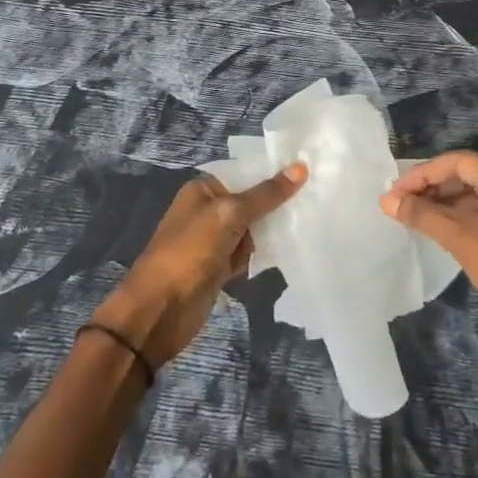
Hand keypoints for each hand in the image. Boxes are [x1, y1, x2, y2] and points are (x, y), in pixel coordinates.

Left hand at [93, 164, 307, 369]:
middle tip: (317, 197)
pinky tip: (290, 249)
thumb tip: (300, 167)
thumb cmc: (190, 252)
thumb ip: (266, 194)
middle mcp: (208, 210)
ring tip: (311, 221)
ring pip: (252, 228)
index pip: (245, 172)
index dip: (273, 172)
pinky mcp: (219, 268)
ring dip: (273, 230)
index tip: (309, 169)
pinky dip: (263, 254)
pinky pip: (248, 253)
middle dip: (277, 203)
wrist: (159, 310)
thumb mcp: (229, 214)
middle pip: (251, 200)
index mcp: (203, 189)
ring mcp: (214, 241)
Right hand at [381, 152, 477, 412]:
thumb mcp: (463, 240)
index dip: (426, 173)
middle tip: (400, 204)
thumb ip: (423, 215)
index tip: (396, 191)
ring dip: (445, 206)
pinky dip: (462, 222)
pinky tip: (440, 234)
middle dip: (433, 188)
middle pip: (470, 177)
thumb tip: (386, 200)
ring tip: (413, 218)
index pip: (461, 161)